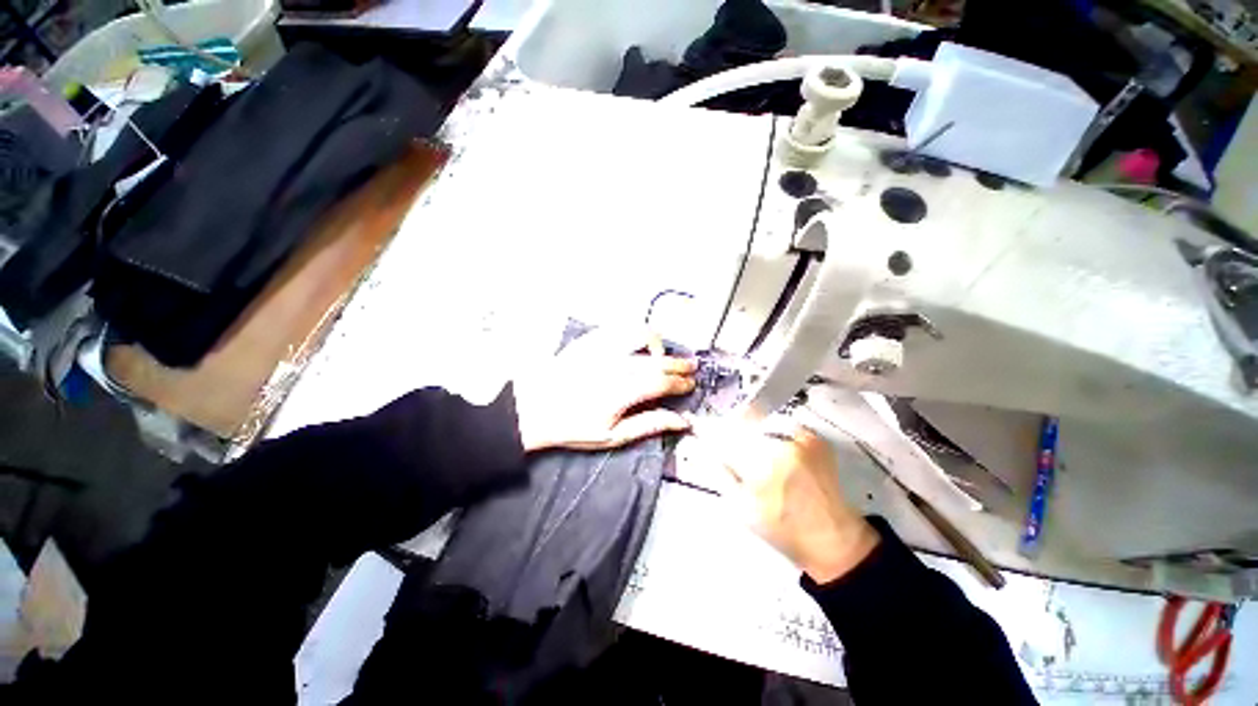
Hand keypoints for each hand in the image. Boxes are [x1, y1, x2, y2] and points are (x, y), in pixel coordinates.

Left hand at [512, 329, 697, 451]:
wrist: (535, 407)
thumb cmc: (573, 425)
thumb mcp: (613, 435)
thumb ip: (650, 424)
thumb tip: (681, 422)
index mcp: (623, 391)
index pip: (663, 382)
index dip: (681, 382)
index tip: (689, 384)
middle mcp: (617, 365)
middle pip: (658, 359)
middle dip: (679, 363)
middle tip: (690, 366)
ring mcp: (602, 348)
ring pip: (641, 335)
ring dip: (658, 343)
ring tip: (663, 353)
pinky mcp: (591, 339)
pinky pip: (620, 328)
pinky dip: (634, 333)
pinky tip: (636, 343)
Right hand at [695, 417, 879, 582]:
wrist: (832, 536)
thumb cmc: (781, 528)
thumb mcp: (740, 506)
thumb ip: (717, 471)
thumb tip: (697, 447)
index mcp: (759, 465)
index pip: (722, 434)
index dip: (706, 429)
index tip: (696, 427)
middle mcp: (780, 443)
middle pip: (740, 420)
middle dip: (727, 428)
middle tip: (726, 445)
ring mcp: (800, 437)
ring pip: (759, 418)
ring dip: (747, 427)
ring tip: (751, 449)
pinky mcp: (813, 436)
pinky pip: (779, 423)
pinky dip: (769, 431)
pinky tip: (772, 450)